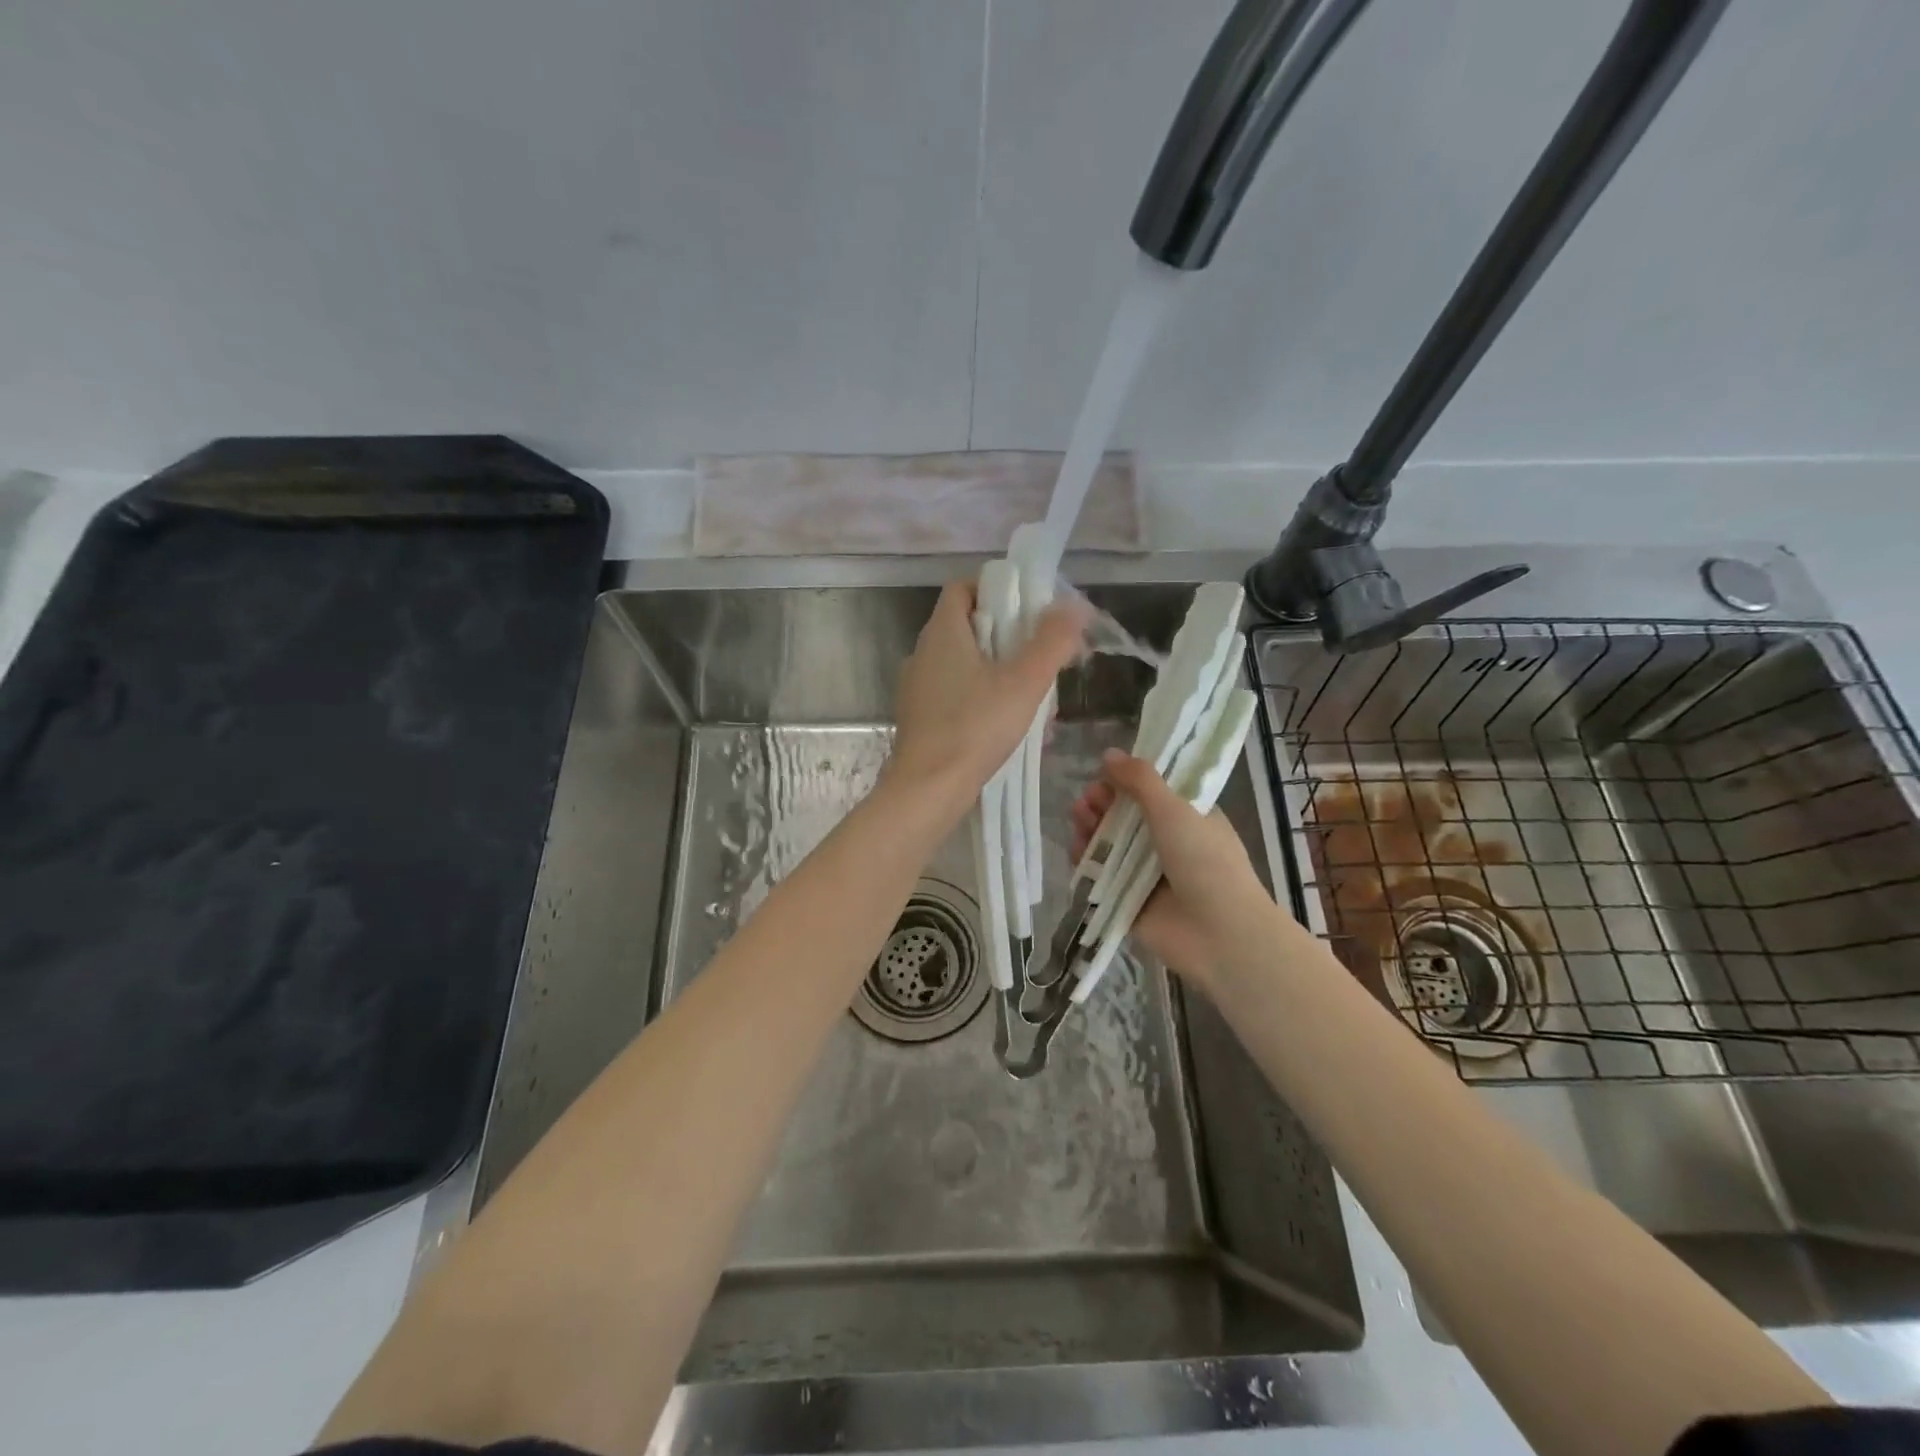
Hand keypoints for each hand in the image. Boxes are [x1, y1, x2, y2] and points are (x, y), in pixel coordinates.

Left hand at [886, 580, 1089, 816]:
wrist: (928, 790)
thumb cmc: (975, 728)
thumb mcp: (1024, 682)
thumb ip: (1052, 641)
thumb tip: (1075, 605)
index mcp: (942, 632)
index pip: (964, 587)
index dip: (998, 590)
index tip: (1030, 610)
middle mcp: (923, 652)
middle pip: (970, 627)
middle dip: (1011, 639)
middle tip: (1043, 659)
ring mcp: (918, 687)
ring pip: (967, 665)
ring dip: (1003, 675)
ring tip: (1037, 701)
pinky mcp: (920, 718)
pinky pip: (958, 695)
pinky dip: (985, 701)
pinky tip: (1013, 728)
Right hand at [1069, 750, 1265, 987]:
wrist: (1220, 934)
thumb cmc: (1205, 862)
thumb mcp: (1174, 809)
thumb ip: (1140, 780)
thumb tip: (1108, 754)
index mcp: (1187, 818)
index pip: (1150, 792)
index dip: (1125, 782)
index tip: (1105, 775)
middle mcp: (1167, 844)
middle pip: (1125, 817)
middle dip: (1102, 805)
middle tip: (1087, 801)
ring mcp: (1146, 875)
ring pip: (1110, 845)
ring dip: (1091, 829)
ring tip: (1079, 819)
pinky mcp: (1128, 901)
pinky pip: (1101, 877)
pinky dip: (1087, 862)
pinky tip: (1077, 849)